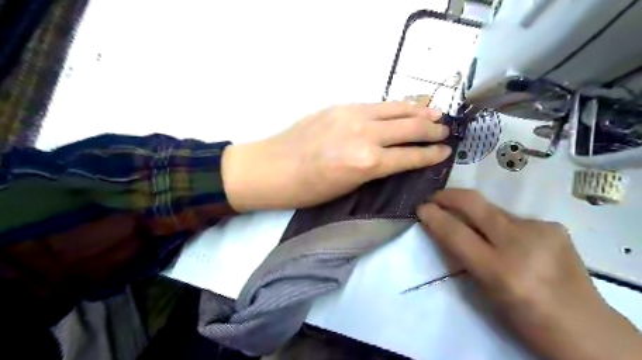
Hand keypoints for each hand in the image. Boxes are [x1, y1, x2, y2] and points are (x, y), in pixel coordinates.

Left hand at [221, 102, 450, 210]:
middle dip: (431, 130)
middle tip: (446, 131)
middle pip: (409, 128)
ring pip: (395, 109)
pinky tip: (402, 106)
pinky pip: (375, 104)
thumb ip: (373, 169)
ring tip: (435, 112)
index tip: (445, 152)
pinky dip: (394, 105)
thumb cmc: (307, 189)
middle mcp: (365, 135)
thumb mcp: (346, 187)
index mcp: (367, 163)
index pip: (409, 156)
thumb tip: (393, 158)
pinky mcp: (340, 106)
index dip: (430, 154)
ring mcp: (352, 115)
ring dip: (418, 111)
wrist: (272, 167)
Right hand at [417, 189, 641, 359]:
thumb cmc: (523, 317)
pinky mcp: (553, 225)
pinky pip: (512, 218)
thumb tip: (442, 228)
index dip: (433, 216)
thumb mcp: (484, 291)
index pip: (455, 232)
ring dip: (475, 213)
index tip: (420, 207)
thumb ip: (462, 256)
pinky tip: (508, 239)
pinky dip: (500, 224)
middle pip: (474, 203)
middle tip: (435, 197)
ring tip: (473, 225)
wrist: (583, 326)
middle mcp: (521, 243)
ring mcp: (540, 229)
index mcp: (500, 270)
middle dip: (448, 196)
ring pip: (492, 209)